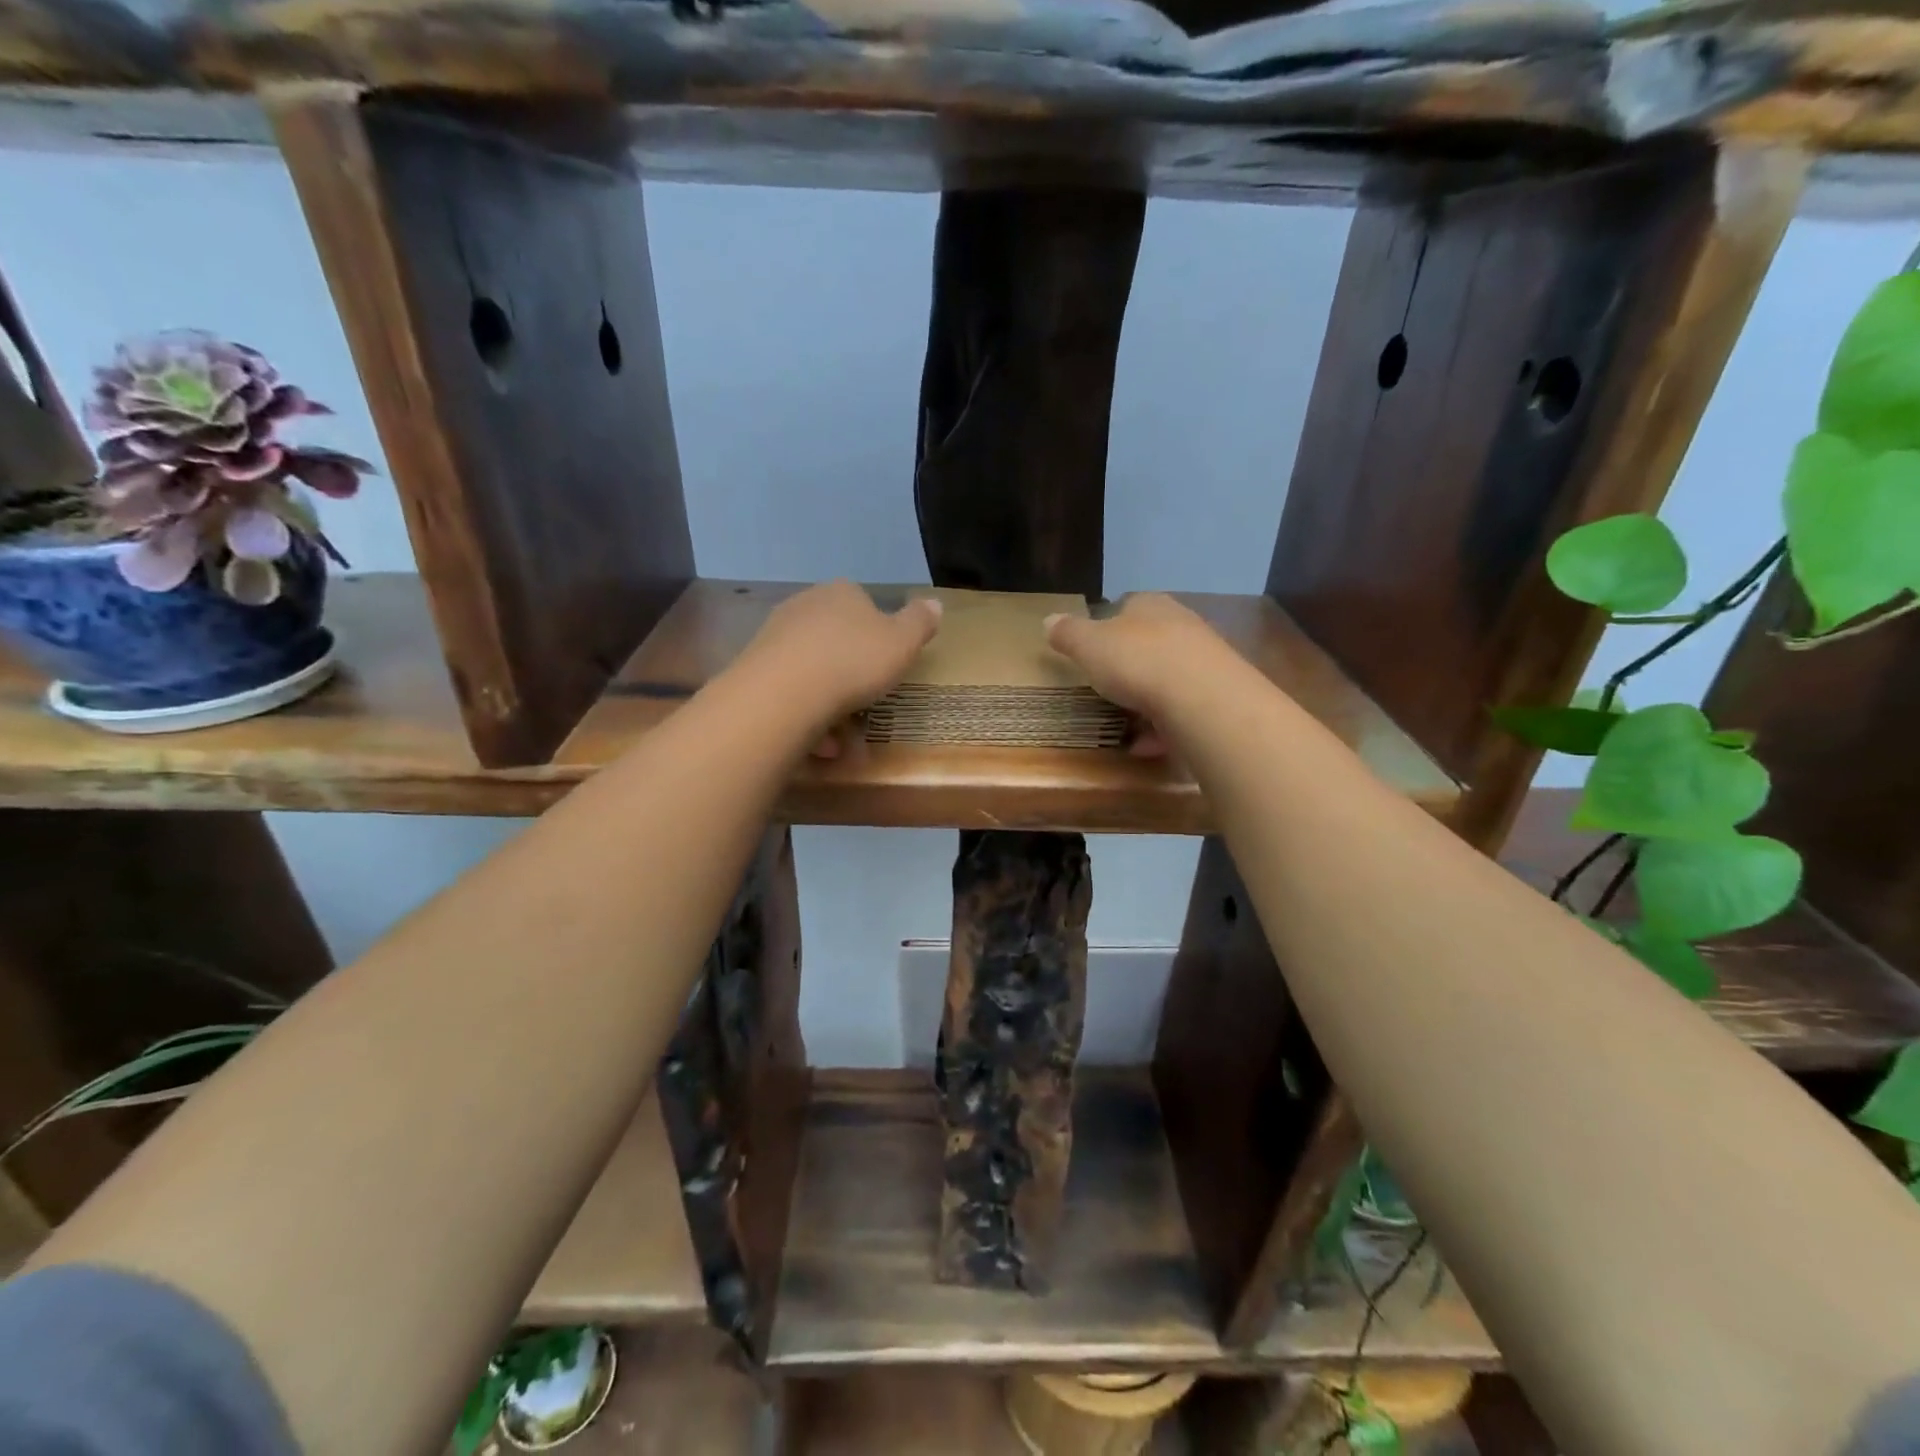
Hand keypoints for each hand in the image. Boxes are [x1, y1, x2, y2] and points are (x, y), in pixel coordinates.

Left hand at [731, 581, 941, 749]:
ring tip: (844, 742)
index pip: (865, 605)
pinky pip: (791, 694)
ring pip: (813, 673)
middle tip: (868, 707)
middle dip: (852, 676)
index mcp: (842, 593)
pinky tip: (819, 745)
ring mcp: (775, 637)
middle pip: (836, 641)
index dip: (879, 638)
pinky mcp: (754, 670)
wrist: (784, 693)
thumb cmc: (854, 663)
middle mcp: (805, 606)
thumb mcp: (903, 643)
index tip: (887, 668)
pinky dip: (808, 718)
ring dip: (831, 706)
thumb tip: (934, 602)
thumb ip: (920, 622)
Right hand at [1044, 593, 1235, 755]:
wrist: (1202, 698)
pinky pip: (1182, 711)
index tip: (1092, 652)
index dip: (1107, 628)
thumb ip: (1068, 634)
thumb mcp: (1088, 645)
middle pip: (1151, 643)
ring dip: (1147, 701)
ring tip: (1123, 724)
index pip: (1127, 607)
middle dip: (1130, 666)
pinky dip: (1162, 728)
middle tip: (1106, 689)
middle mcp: (1182, 626)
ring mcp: (1205, 662)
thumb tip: (1048, 620)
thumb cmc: (1137, 662)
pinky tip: (1146, 746)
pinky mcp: (1217, 697)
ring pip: (1169, 678)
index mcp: (1150, 606)